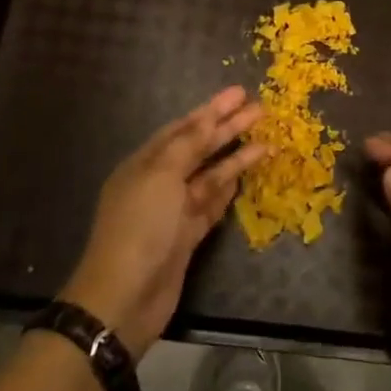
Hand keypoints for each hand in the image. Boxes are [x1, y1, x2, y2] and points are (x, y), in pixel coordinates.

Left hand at [62, 86, 265, 359]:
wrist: (124, 297)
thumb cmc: (140, 228)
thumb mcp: (161, 177)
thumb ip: (187, 145)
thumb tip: (207, 117)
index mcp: (145, 163)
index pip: (183, 128)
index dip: (211, 110)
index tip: (239, 93)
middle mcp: (159, 182)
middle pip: (199, 149)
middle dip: (228, 128)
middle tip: (260, 109)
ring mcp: (173, 211)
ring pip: (209, 176)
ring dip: (235, 158)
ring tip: (266, 141)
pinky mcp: (187, 236)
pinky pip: (211, 204)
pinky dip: (227, 189)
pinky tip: (244, 174)